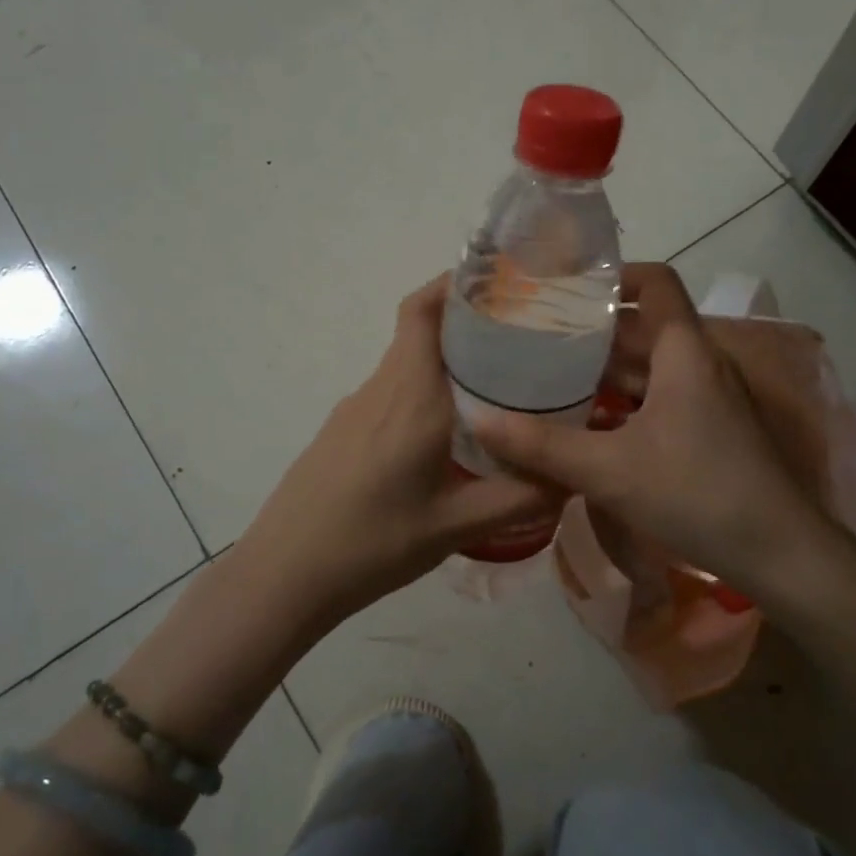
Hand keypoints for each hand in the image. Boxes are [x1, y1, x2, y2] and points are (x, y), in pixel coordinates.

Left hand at [233, 275, 558, 627]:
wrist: (282, 575)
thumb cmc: (371, 545)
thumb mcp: (455, 526)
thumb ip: (519, 498)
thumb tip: (572, 475)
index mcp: (410, 396)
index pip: (423, 311)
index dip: (454, 282)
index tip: (501, 281)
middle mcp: (381, 389)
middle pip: (420, 331)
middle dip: (468, 323)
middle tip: (523, 340)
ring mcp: (355, 409)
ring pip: (407, 364)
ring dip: (448, 361)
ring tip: (499, 387)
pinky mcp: (342, 431)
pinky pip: (392, 392)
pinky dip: (425, 391)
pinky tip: (450, 434)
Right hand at [475, 265, 830, 596]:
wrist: (782, 554)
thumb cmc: (698, 494)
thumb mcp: (610, 470)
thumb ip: (542, 446)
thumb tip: (477, 419)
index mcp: (684, 351)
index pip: (655, 283)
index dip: (613, 276)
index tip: (564, 288)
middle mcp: (699, 363)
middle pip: (643, 326)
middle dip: (590, 330)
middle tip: (535, 336)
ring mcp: (708, 398)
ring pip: (649, 366)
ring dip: (603, 371)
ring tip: (548, 377)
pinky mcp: (710, 430)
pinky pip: (658, 398)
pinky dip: (622, 402)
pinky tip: (586, 424)